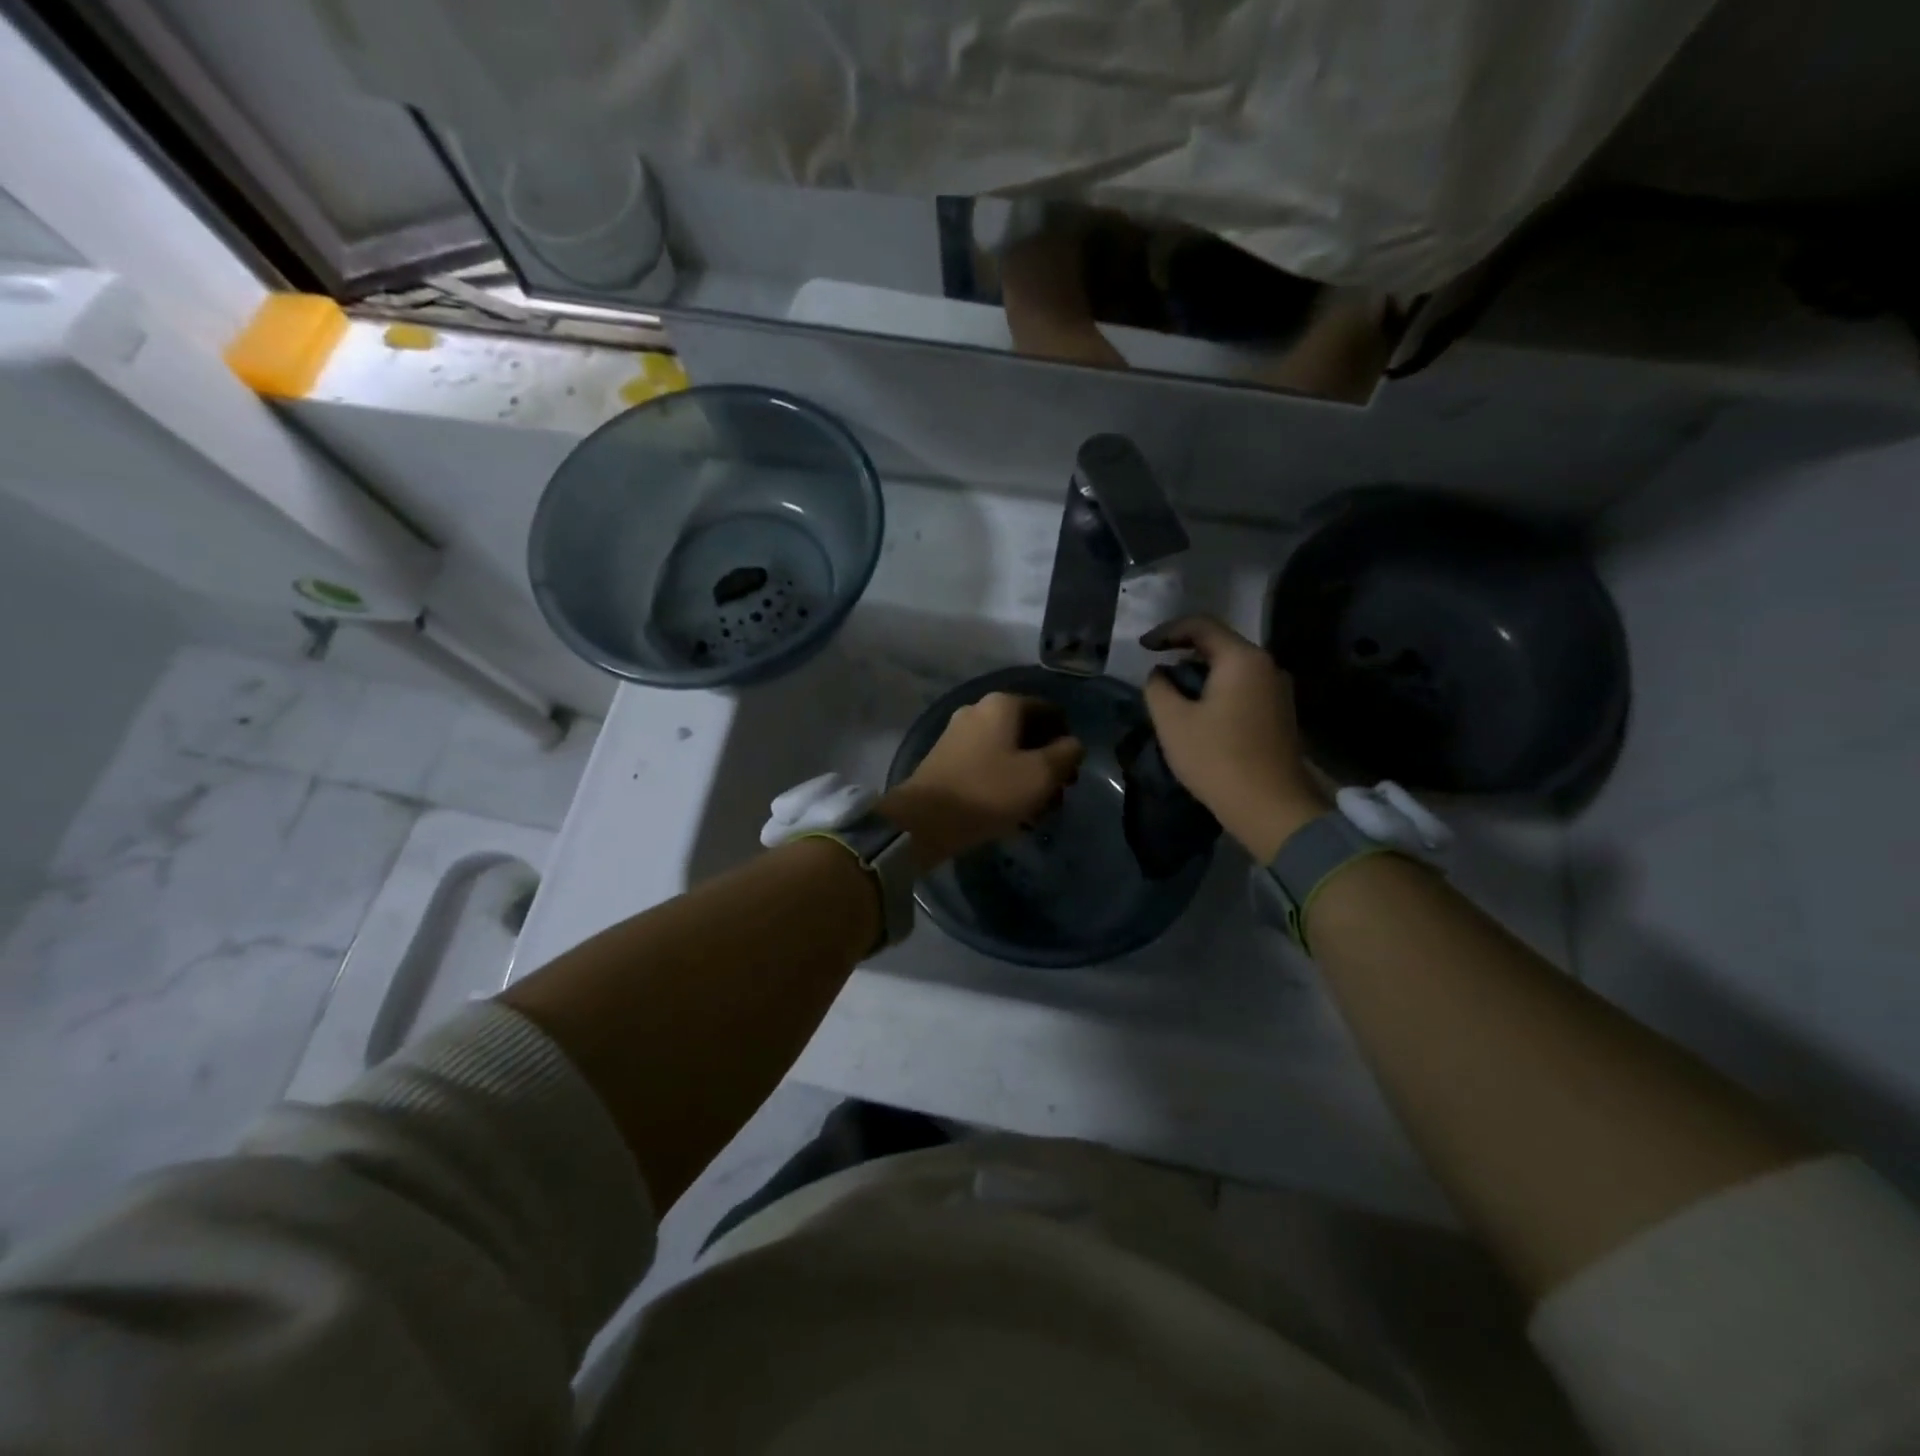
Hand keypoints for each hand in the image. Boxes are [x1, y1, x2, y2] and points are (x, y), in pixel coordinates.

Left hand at [884, 693, 1084, 865]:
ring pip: (1007, 752)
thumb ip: (1066, 754)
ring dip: (1027, 778)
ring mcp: (958, 734)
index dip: (1067, 740)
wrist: (924, 819)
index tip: (1072, 772)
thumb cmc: (989, 791)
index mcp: (1003, 704)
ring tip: (1036, 812)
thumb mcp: (1040, 775)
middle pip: (1027, 733)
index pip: (1049, 711)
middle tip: (1057, 797)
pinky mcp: (946, 760)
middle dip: (1047, 763)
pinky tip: (1011, 813)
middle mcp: (978, 710)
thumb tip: (1073, 744)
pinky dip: (1003, 784)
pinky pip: (986, 765)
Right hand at [1141, 616, 1328, 861]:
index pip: (1202, 626)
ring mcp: (1278, 691)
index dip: (1167, 631)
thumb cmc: (1217, 758)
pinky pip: (1243, 688)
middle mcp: (1267, 666)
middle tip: (1156, 672)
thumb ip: (1158, 688)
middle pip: (1220, 645)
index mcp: (1242, 659)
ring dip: (1200, 675)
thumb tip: (1160, 675)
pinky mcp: (1280, 714)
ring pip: (1231, 669)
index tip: (1143, 647)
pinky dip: (1217, 691)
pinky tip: (1199, 714)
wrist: (1271, 807)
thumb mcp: (1172, 721)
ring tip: (1173, 696)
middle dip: (1183, 653)